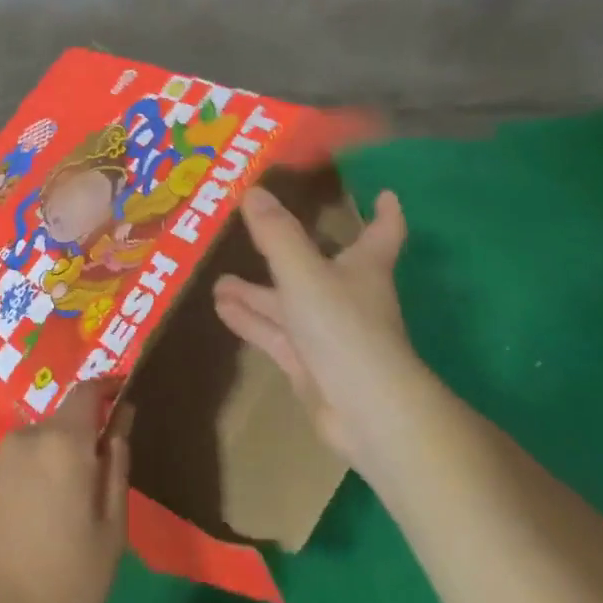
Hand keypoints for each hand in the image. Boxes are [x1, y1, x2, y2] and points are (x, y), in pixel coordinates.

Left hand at [0, 379, 130, 602]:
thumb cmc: (65, 584)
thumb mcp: (112, 530)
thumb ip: (117, 466)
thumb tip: (121, 420)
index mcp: (64, 443)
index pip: (86, 393)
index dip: (106, 388)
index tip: (120, 394)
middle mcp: (23, 439)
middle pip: (56, 427)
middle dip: (74, 445)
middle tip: (85, 490)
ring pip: (26, 452)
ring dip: (42, 468)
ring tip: (47, 518)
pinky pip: (0, 475)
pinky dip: (14, 488)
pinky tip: (15, 531)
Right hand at [212, 187, 413, 468]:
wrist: (364, 410)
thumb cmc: (343, 327)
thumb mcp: (303, 272)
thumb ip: (276, 234)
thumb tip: (252, 191)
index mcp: (362, 268)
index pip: (381, 233)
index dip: (383, 213)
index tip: (384, 194)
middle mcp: (347, 296)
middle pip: (317, 267)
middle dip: (288, 252)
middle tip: (256, 230)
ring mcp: (328, 334)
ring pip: (288, 304)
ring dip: (256, 292)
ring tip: (218, 280)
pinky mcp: (310, 365)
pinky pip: (275, 335)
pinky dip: (250, 321)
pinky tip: (221, 310)